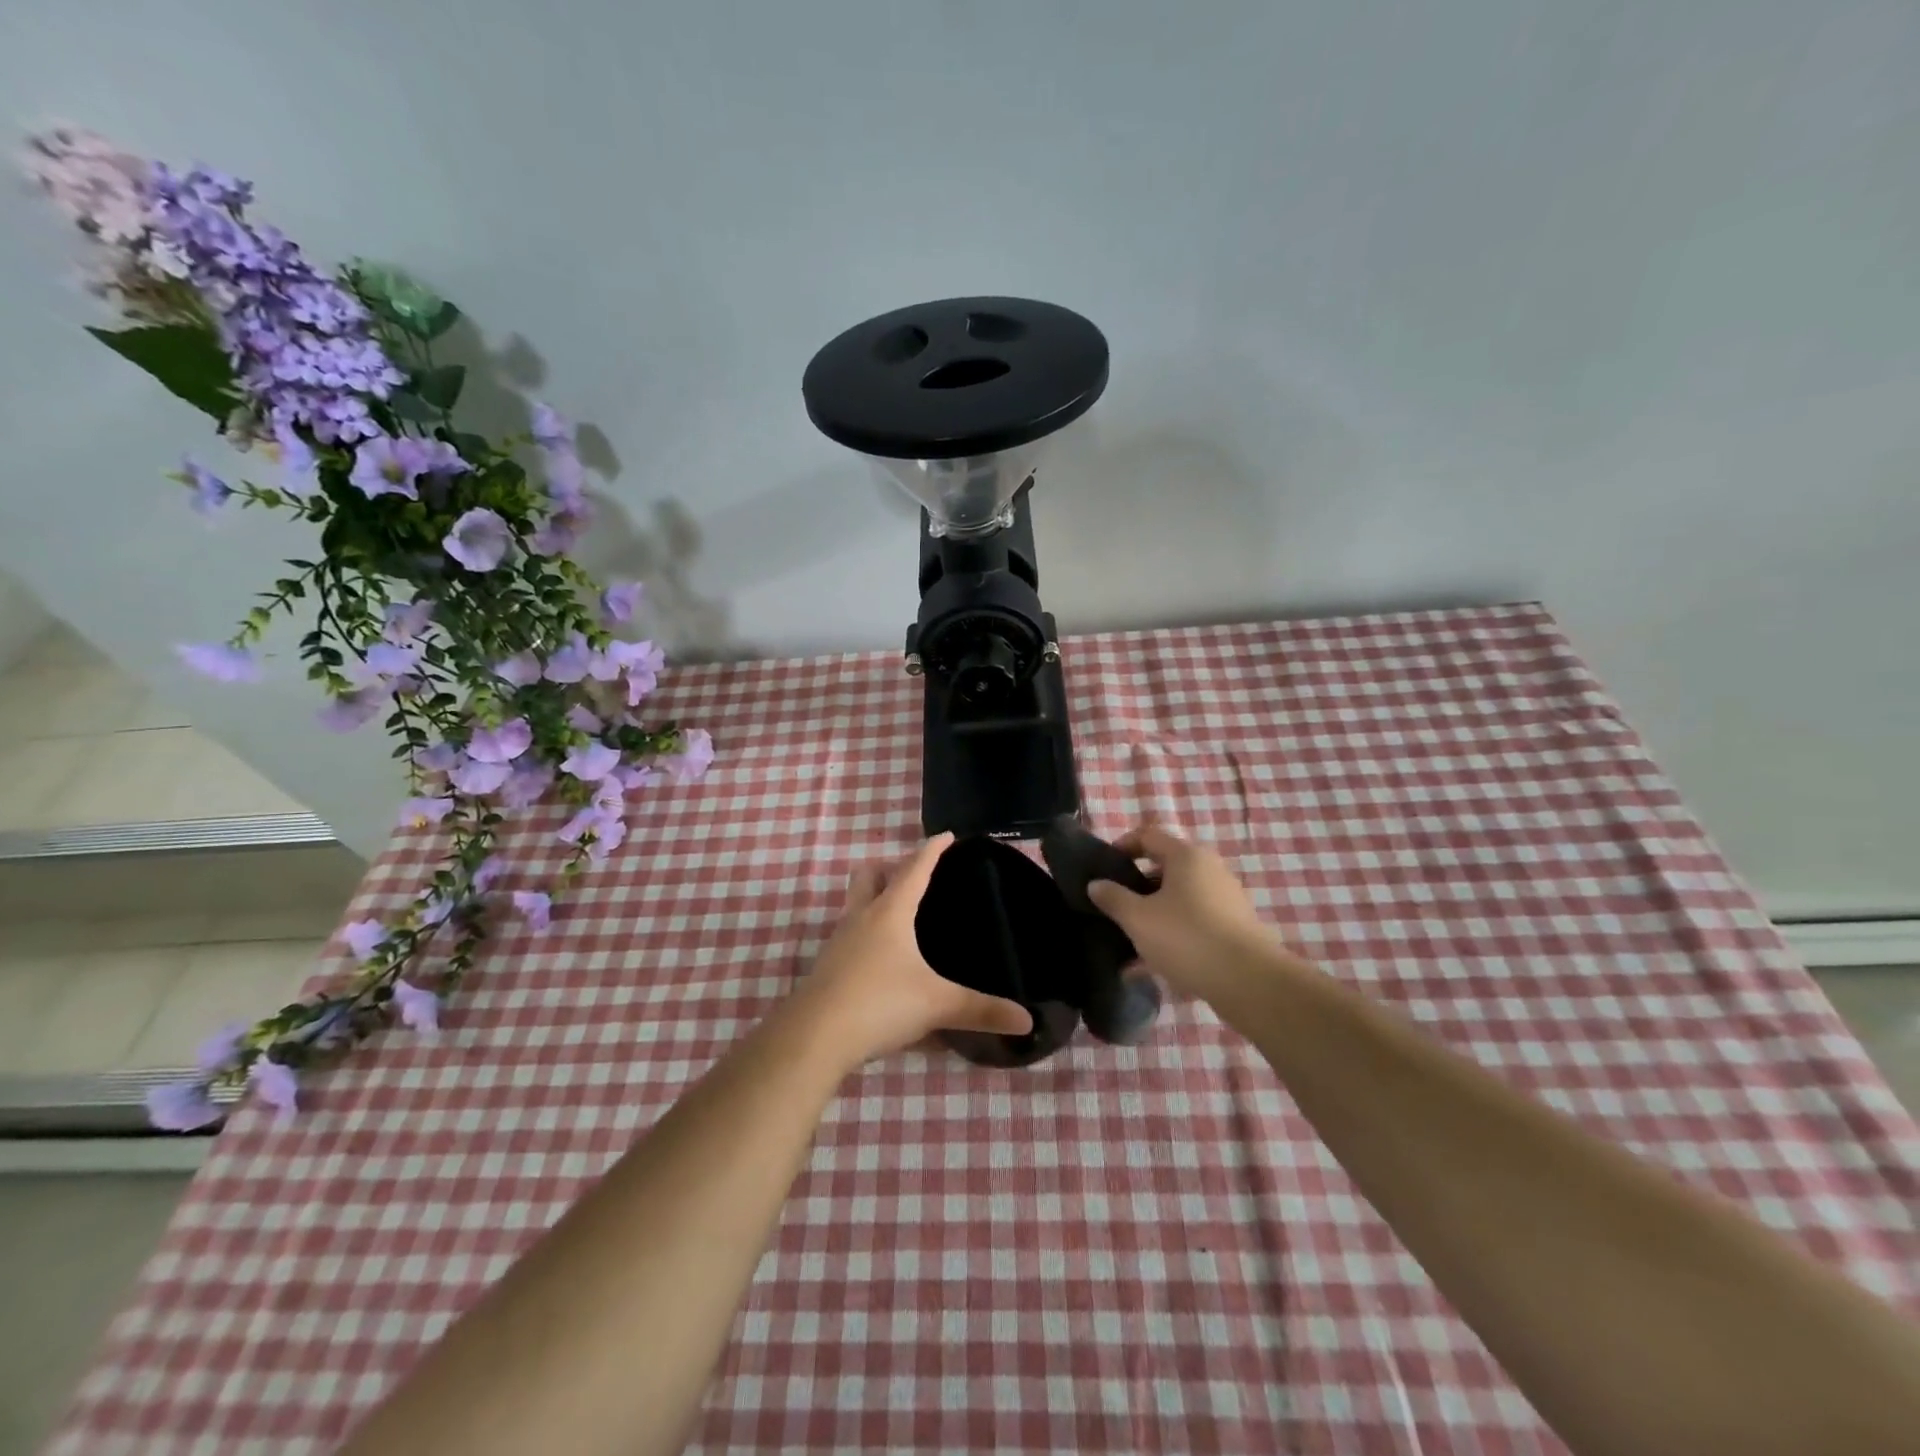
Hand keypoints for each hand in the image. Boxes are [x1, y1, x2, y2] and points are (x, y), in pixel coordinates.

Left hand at [794, 833, 1032, 1068]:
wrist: (813, 1037)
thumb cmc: (879, 1003)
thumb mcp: (937, 1005)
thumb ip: (981, 1011)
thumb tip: (1027, 1021)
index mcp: (891, 912)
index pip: (915, 868)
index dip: (932, 849)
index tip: (947, 835)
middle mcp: (862, 917)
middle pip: (869, 875)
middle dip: (889, 868)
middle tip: (914, 878)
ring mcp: (839, 941)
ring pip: (855, 905)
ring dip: (873, 900)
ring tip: (900, 918)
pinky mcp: (827, 967)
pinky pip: (849, 937)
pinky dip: (865, 936)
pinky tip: (881, 963)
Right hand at [1085, 824, 1284, 1000]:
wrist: (1250, 982)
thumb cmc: (1186, 937)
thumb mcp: (1138, 919)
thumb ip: (1113, 898)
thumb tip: (1096, 884)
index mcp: (1186, 856)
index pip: (1148, 835)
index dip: (1123, 846)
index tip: (1104, 869)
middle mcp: (1209, 870)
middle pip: (1164, 869)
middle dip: (1136, 888)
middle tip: (1114, 908)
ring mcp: (1225, 900)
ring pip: (1177, 901)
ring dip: (1152, 917)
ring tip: (1127, 945)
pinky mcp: (1233, 929)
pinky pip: (1193, 925)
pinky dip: (1171, 937)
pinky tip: (1149, 968)